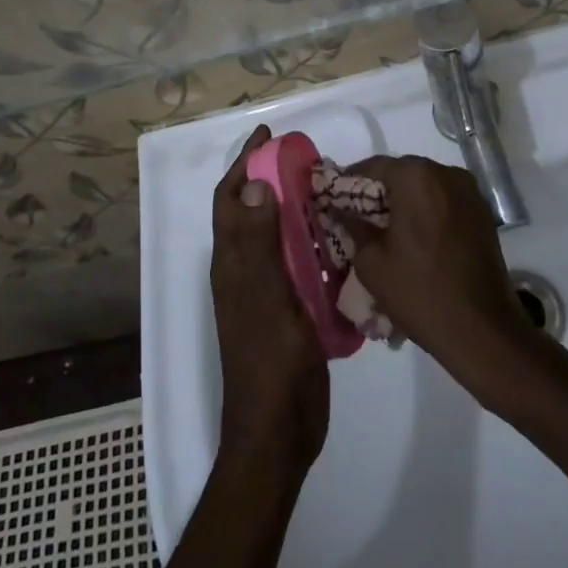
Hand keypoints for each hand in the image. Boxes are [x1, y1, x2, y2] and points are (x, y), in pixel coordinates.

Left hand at [211, 125, 328, 476]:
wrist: (279, 433)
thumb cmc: (270, 365)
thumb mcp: (267, 300)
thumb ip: (260, 245)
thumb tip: (255, 185)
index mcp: (232, 264)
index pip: (231, 199)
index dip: (243, 163)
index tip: (268, 135)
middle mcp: (243, 271)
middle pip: (251, 211)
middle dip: (269, 177)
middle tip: (304, 156)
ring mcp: (264, 291)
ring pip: (273, 234)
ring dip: (291, 206)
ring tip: (324, 187)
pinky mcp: (286, 308)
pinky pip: (295, 261)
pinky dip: (309, 239)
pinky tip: (336, 235)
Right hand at [345, 154, 535, 374]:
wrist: (483, 330)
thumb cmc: (420, 292)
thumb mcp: (371, 262)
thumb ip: (352, 225)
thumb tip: (339, 208)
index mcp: (416, 177)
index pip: (372, 167)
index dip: (349, 184)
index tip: (333, 203)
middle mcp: (445, 173)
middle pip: (400, 174)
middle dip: (378, 193)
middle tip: (357, 220)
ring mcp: (469, 191)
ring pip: (424, 187)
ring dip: (404, 203)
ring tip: (386, 232)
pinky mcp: (482, 212)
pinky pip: (444, 202)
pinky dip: (426, 212)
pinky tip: (415, 240)